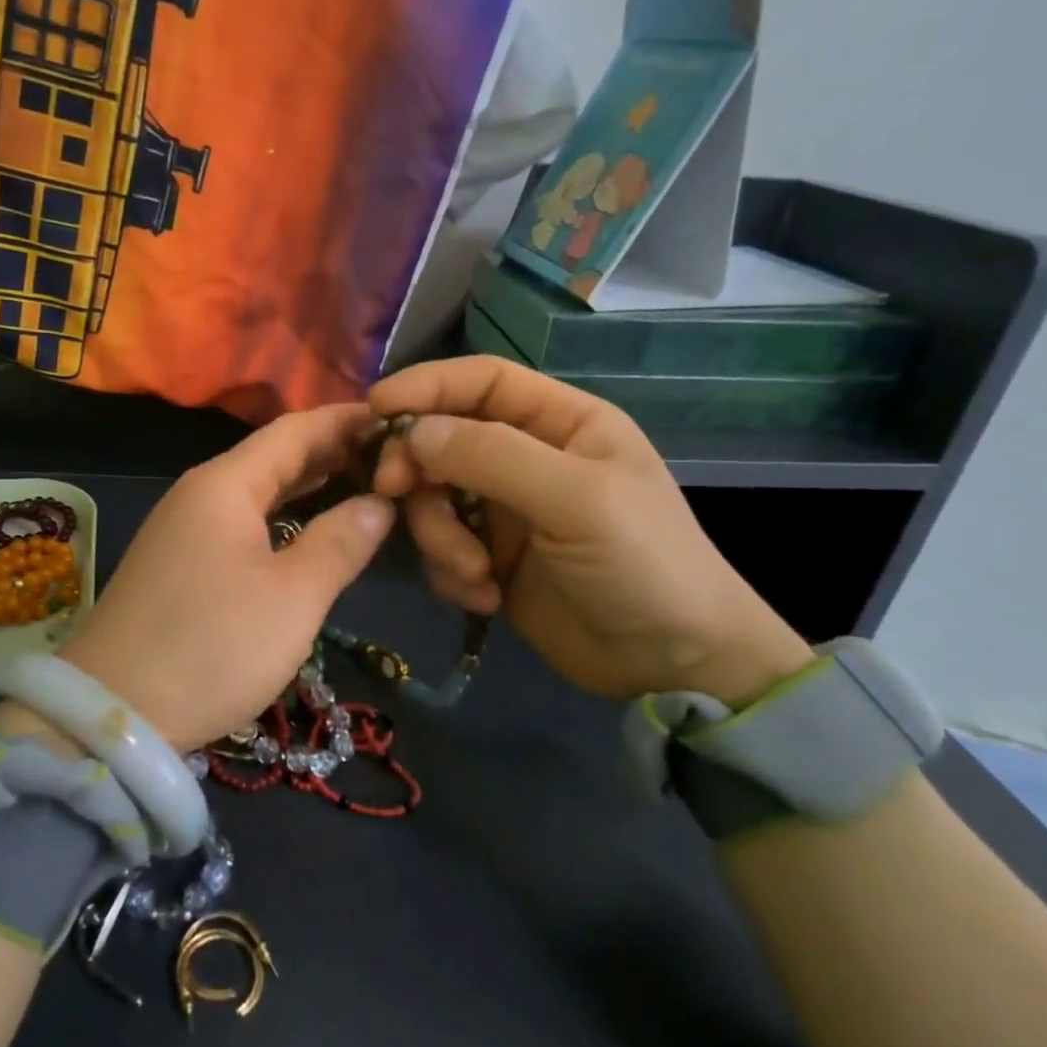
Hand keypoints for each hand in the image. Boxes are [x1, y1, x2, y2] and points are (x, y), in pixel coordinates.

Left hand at [54, 404, 395, 752]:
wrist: (113, 713)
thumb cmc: (212, 646)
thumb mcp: (292, 598)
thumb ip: (340, 542)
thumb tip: (378, 503)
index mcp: (225, 484)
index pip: (294, 430)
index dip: (344, 420)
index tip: (395, 417)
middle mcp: (199, 493)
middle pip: (273, 456)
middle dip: (330, 451)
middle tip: (389, 455)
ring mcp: (182, 528)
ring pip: (255, 490)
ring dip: (305, 484)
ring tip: (359, 483)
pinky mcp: (177, 562)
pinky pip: (239, 520)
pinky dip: (279, 515)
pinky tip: (304, 529)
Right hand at [370, 357, 812, 705]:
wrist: (672, 664)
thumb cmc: (643, 564)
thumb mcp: (577, 500)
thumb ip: (493, 456)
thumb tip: (413, 432)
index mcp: (560, 422)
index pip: (481, 381)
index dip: (426, 385)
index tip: (375, 407)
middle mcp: (526, 457)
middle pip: (442, 440)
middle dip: (416, 469)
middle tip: (393, 494)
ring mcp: (505, 511)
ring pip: (433, 499)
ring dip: (439, 536)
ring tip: (475, 573)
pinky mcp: (490, 559)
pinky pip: (440, 548)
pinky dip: (451, 572)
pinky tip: (486, 597)